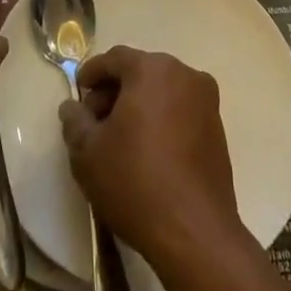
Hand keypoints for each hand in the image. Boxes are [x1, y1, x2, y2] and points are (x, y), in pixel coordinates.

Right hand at [59, 47, 242, 272]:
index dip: (92, 73)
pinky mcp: (218, 129)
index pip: (115, 58)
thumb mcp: (88, 152)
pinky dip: (161, 119)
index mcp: (152, 69)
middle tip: (94, 121)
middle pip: (141, 72)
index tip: (78, 93)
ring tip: (118, 139)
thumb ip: (75, 121)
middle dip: (115, 91)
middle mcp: (184, 75)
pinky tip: (146, 151)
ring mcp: (206, 102)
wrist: (194, 232)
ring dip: (138, 106)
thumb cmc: (134, 181)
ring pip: (162, 91)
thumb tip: (72, 107)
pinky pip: (181, 111)